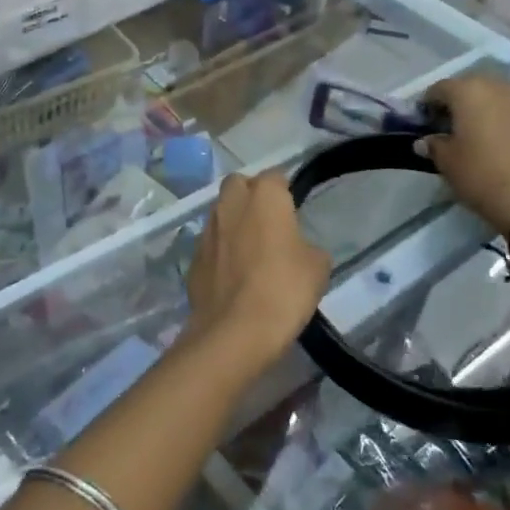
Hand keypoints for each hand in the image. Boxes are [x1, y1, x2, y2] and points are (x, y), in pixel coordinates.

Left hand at [183, 170, 330, 364]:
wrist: (235, 331)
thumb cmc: (284, 290)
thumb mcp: (317, 267)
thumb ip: (307, 246)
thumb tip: (296, 248)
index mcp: (263, 197)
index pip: (275, 177)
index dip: (284, 193)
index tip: (293, 213)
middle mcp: (230, 205)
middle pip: (238, 185)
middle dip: (251, 196)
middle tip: (269, 224)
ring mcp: (206, 231)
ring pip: (220, 213)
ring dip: (233, 224)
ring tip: (251, 252)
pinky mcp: (192, 259)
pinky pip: (210, 245)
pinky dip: (220, 253)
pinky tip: (233, 277)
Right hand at [421, 76, 509, 234]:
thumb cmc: (480, 176)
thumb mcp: (446, 162)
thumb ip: (433, 145)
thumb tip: (427, 140)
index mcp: (470, 93)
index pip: (441, 88)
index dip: (428, 103)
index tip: (424, 122)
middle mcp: (500, 89)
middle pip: (473, 87)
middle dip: (459, 102)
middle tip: (450, 126)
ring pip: (500, 99)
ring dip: (486, 111)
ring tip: (479, 135)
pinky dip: (508, 124)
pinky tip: (505, 146)